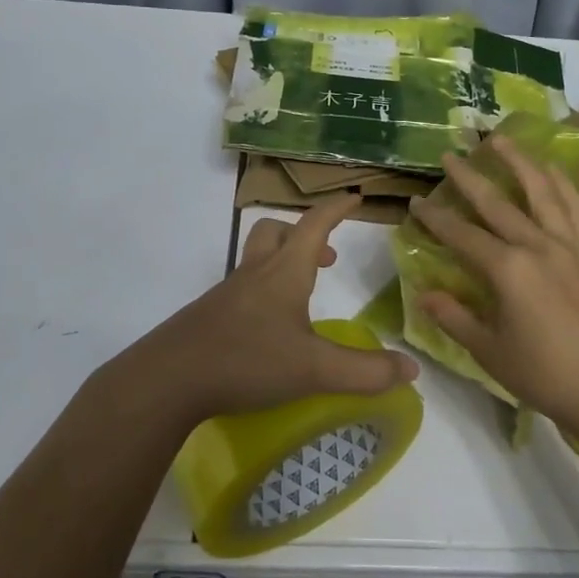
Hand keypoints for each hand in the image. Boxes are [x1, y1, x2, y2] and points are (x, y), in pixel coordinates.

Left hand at [107, 194, 418, 425]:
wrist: (167, 380)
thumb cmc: (246, 361)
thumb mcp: (314, 370)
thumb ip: (364, 371)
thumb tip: (411, 370)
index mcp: (283, 273)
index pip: (314, 225)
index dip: (336, 209)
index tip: (354, 197)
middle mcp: (254, 275)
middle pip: (274, 232)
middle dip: (303, 235)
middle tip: (325, 260)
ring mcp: (226, 295)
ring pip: (255, 261)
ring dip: (281, 264)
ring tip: (302, 299)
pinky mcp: (208, 318)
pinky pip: (240, 291)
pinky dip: (261, 295)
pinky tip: (268, 333)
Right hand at [408, 137, 578, 433]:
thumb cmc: (543, 375)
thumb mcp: (489, 351)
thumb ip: (454, 317)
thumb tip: (424, 293)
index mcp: (508, 270)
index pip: (462, 235)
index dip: (435, 218)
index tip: (416, 201)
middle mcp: (538, 247)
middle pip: (498, 203)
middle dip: (470, 177)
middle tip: (451, 153)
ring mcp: (570, 246)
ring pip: (543, 192)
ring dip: (520, 162)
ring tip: (503, 139)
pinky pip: (577, 210)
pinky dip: (563, 185)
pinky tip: (553, 171)